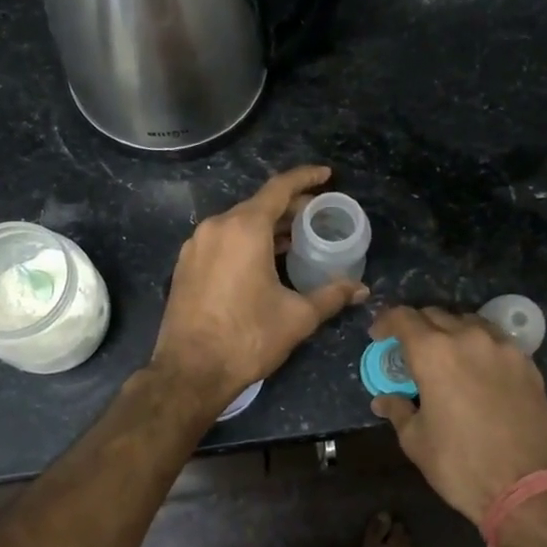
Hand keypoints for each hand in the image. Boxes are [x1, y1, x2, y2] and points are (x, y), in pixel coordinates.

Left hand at [152, 166, 367, 408]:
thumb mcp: (297, 317)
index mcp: (244, 228)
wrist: (189, 371)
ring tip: (293, 239)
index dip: (306, 178)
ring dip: (267, 226)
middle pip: (258, 205)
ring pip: (238, 223)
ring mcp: (196, 246)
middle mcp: (217, 227)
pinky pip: (222, 240)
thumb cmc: (247, 338)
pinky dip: (245, 241)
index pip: (279, 188)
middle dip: (290, 207)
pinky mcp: (185, 265)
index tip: (326, 175)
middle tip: (317, 216)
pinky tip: (262, 260)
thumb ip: (331, 296)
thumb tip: (361, 290)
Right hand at [369, 306, 546, 523]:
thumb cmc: (462, 465)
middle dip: (416, 328)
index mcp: (433, 353)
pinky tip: (477, 369)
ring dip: (450, 331)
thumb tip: (383, 400)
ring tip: (445, 356)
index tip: (378, 336)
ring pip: (468, 322)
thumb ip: (398, 410)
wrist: (530, 488)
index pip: (403, 317)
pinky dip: (478, 345)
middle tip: (409, 352)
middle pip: (435, 315)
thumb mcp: (417, 441)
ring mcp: (502, 348)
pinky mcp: (527, 363)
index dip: (386, 322)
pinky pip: (495, 340)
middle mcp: (468, 338)